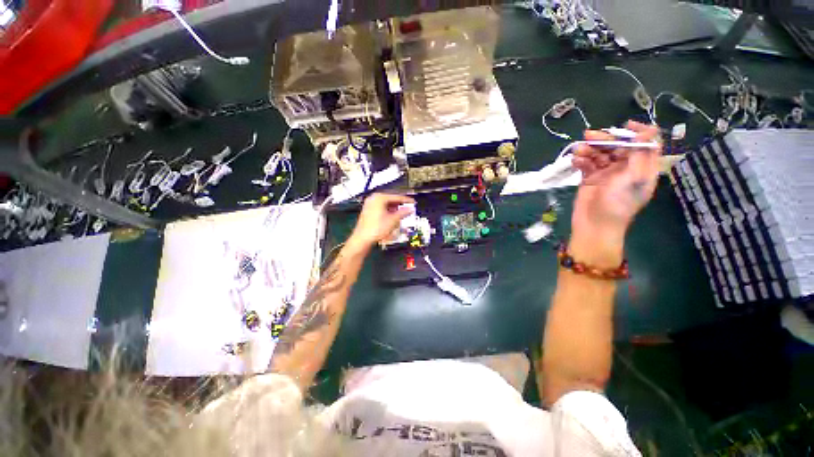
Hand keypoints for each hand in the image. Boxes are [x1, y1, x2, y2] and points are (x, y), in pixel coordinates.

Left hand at [349, 193, 415, 247]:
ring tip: (402, 213)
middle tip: (409, 208)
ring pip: (386, 204)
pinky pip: (381, 208)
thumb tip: (410, 209)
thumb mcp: (393, 220)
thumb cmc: (376, 228)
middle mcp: (373, 198)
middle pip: (391, 199)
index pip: (396, 197)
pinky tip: (393, 216)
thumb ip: (403, 213)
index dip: (406, 200)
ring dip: (394, 208)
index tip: (413, 202)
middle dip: (400, 205)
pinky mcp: (368, 210)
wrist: (362, 238)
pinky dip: (388, 211)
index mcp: (379, 197)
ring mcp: (369, 204)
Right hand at [571, 120, 661, 244]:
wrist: (594, 226)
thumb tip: (646, 131)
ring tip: (578, 150)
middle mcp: (625, 168)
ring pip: (599, 154)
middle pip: (618, 146)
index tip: (625, 126)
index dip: (639, 132)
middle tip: (589, 136)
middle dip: (605, 139)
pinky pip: (586, 164)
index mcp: (642, 168)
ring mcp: (606, 173)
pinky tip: (575, 161)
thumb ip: (640, 155)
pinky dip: (581, 160)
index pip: (646, 144)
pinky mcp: (589, 179)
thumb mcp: (634, 179)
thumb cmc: (618, 204)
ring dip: (589, 150)